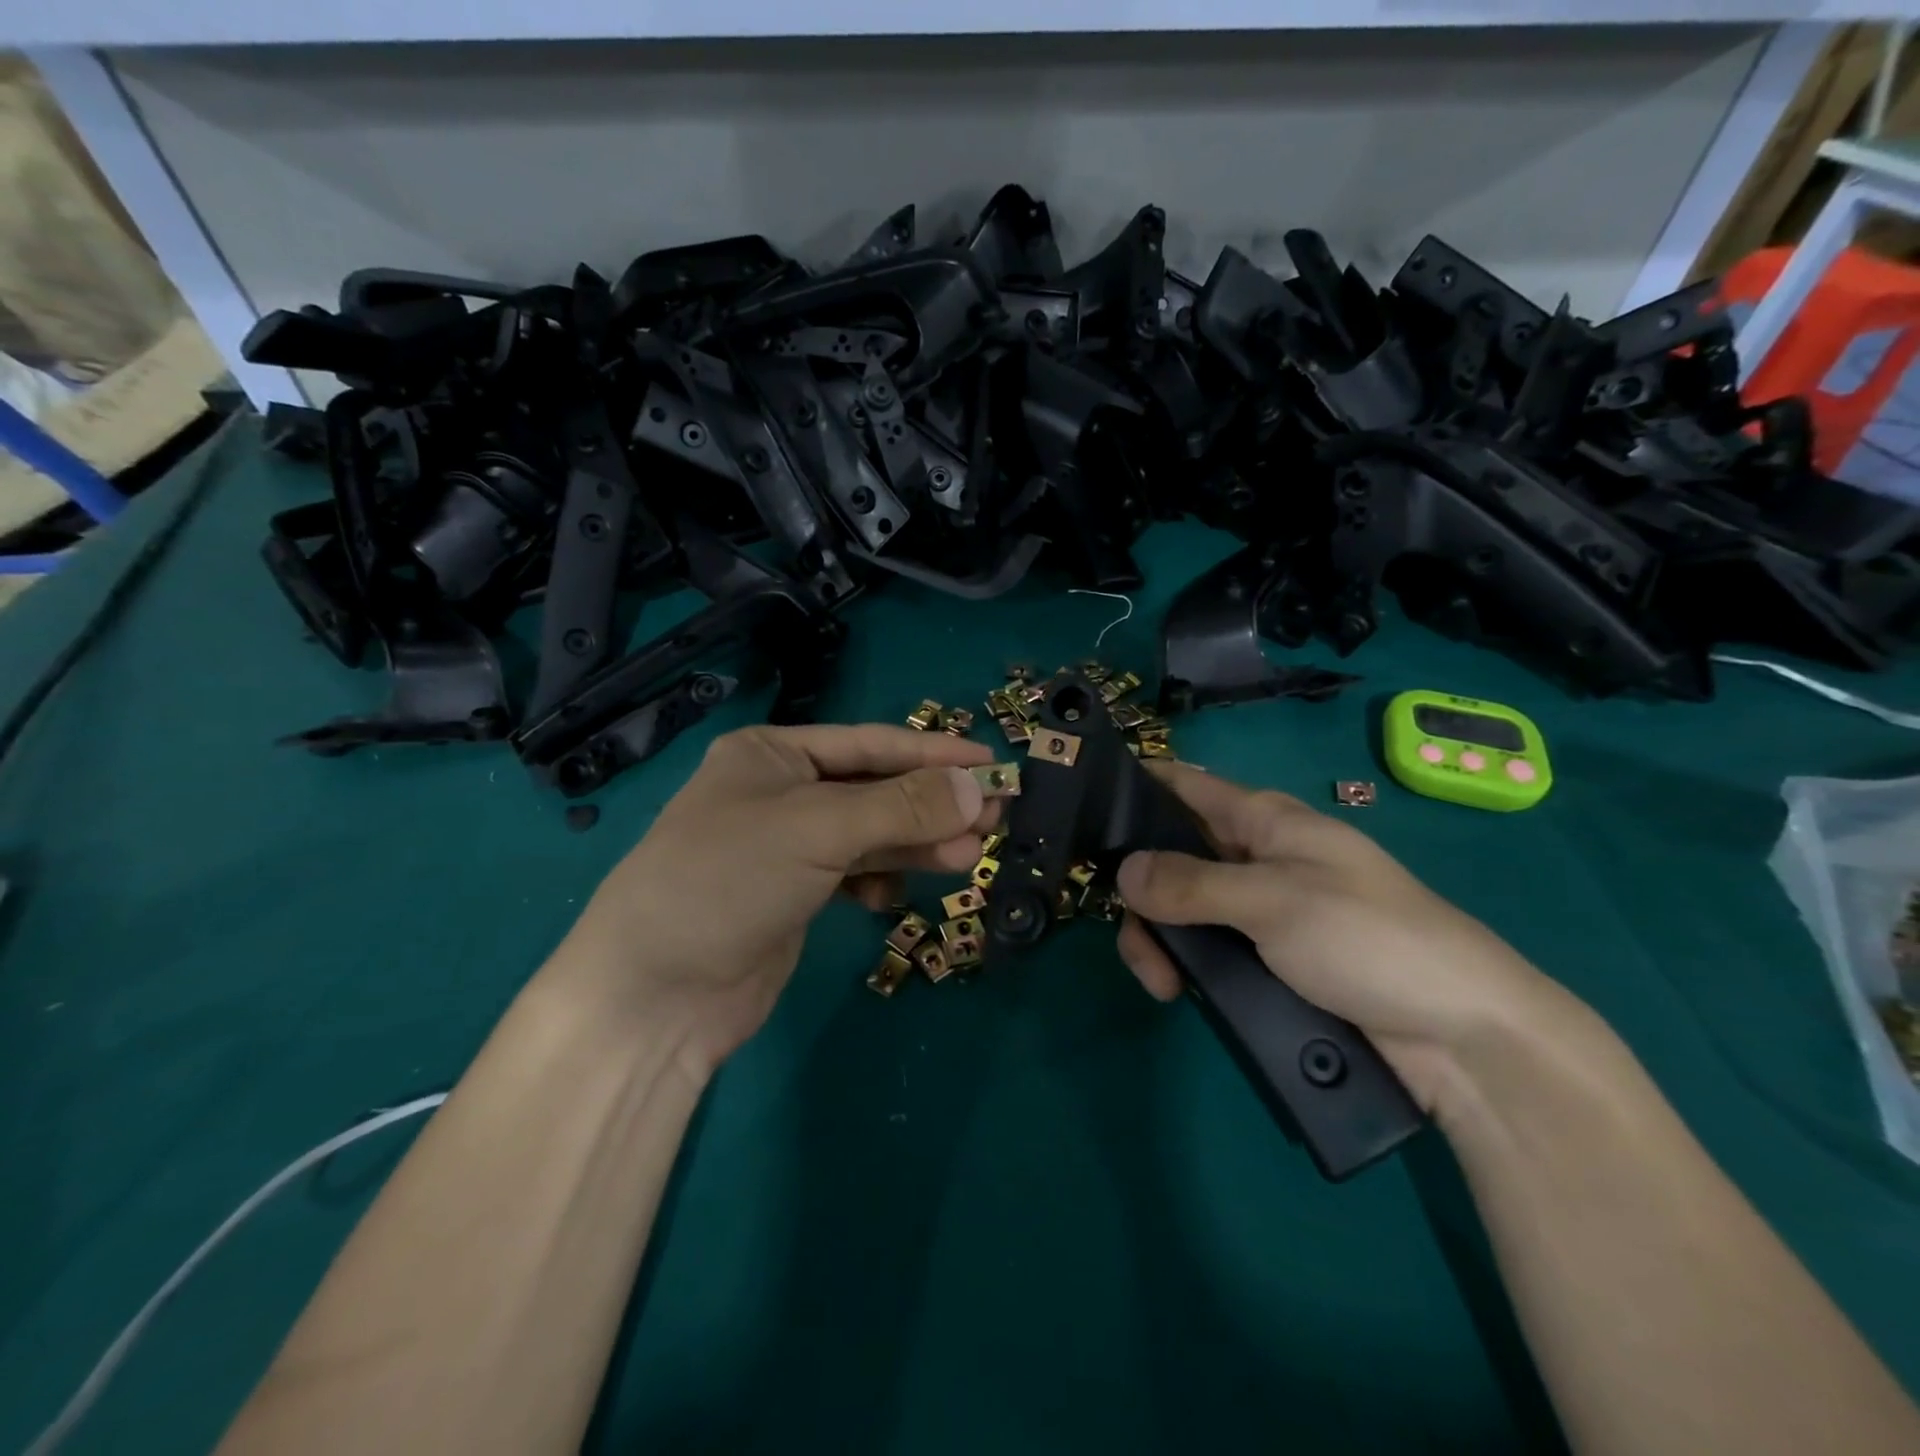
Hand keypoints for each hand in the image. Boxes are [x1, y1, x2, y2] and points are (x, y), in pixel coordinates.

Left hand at [550, 724, 998, 1074]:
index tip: (990, 763)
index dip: (933, 753)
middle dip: (932, 802)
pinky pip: (854, 871)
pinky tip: (895, 893)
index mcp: (772, 754)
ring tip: (969, 854)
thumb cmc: (728, 880)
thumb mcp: (818, 830)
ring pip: (869, 833)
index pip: (870, 743)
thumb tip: (978, 789)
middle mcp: (779, 791)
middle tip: (996, 816)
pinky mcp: (794, 894)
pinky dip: (881, 876)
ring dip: (916, 842)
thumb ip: (901, 807)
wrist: (654, 994)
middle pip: (874, 788)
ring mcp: (787, 846)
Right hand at [1114, 764, 1571, 1111]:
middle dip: (1140, 892)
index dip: (1135, 788)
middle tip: (1135, 943)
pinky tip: (1180, 991)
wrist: (1463, 1035)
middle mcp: (1255, 856)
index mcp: (1263, 819)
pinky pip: (1209, 947)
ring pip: (1184, 907)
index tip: (1082, 812)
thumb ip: (1191, 884)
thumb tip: (1120, 871)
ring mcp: (1261, 909)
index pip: (1183, 785)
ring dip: (1160, 938)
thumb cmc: (1369, 939)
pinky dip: (1186, 963)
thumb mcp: (1273, 900)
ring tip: (1163, 984)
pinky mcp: (1270, 958)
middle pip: (1171, 855)